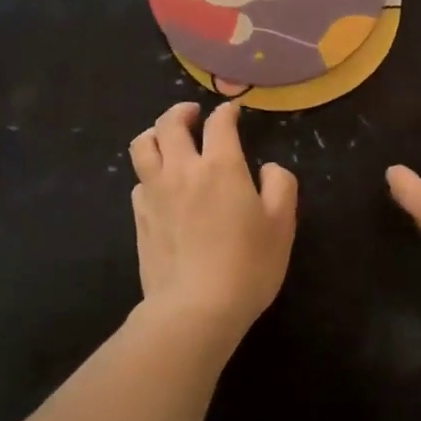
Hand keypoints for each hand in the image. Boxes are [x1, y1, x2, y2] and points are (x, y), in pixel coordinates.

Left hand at [129, 101, 297, 337]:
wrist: (195, 308)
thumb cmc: (248, 264)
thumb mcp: (282, 224)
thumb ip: (281, 185)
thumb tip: (268, 168)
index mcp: (221, 166)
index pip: (219, 123)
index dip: (226, 112)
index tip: (232, 112)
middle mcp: (182, 170)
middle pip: (170, 124)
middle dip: (182, 112)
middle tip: (193, 114)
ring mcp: (155, 193)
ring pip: (143, 146)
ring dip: (155, 133)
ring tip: (167, 138)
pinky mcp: (140, 217)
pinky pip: (138, 181)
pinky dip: (149, 172)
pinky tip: (160, 184)